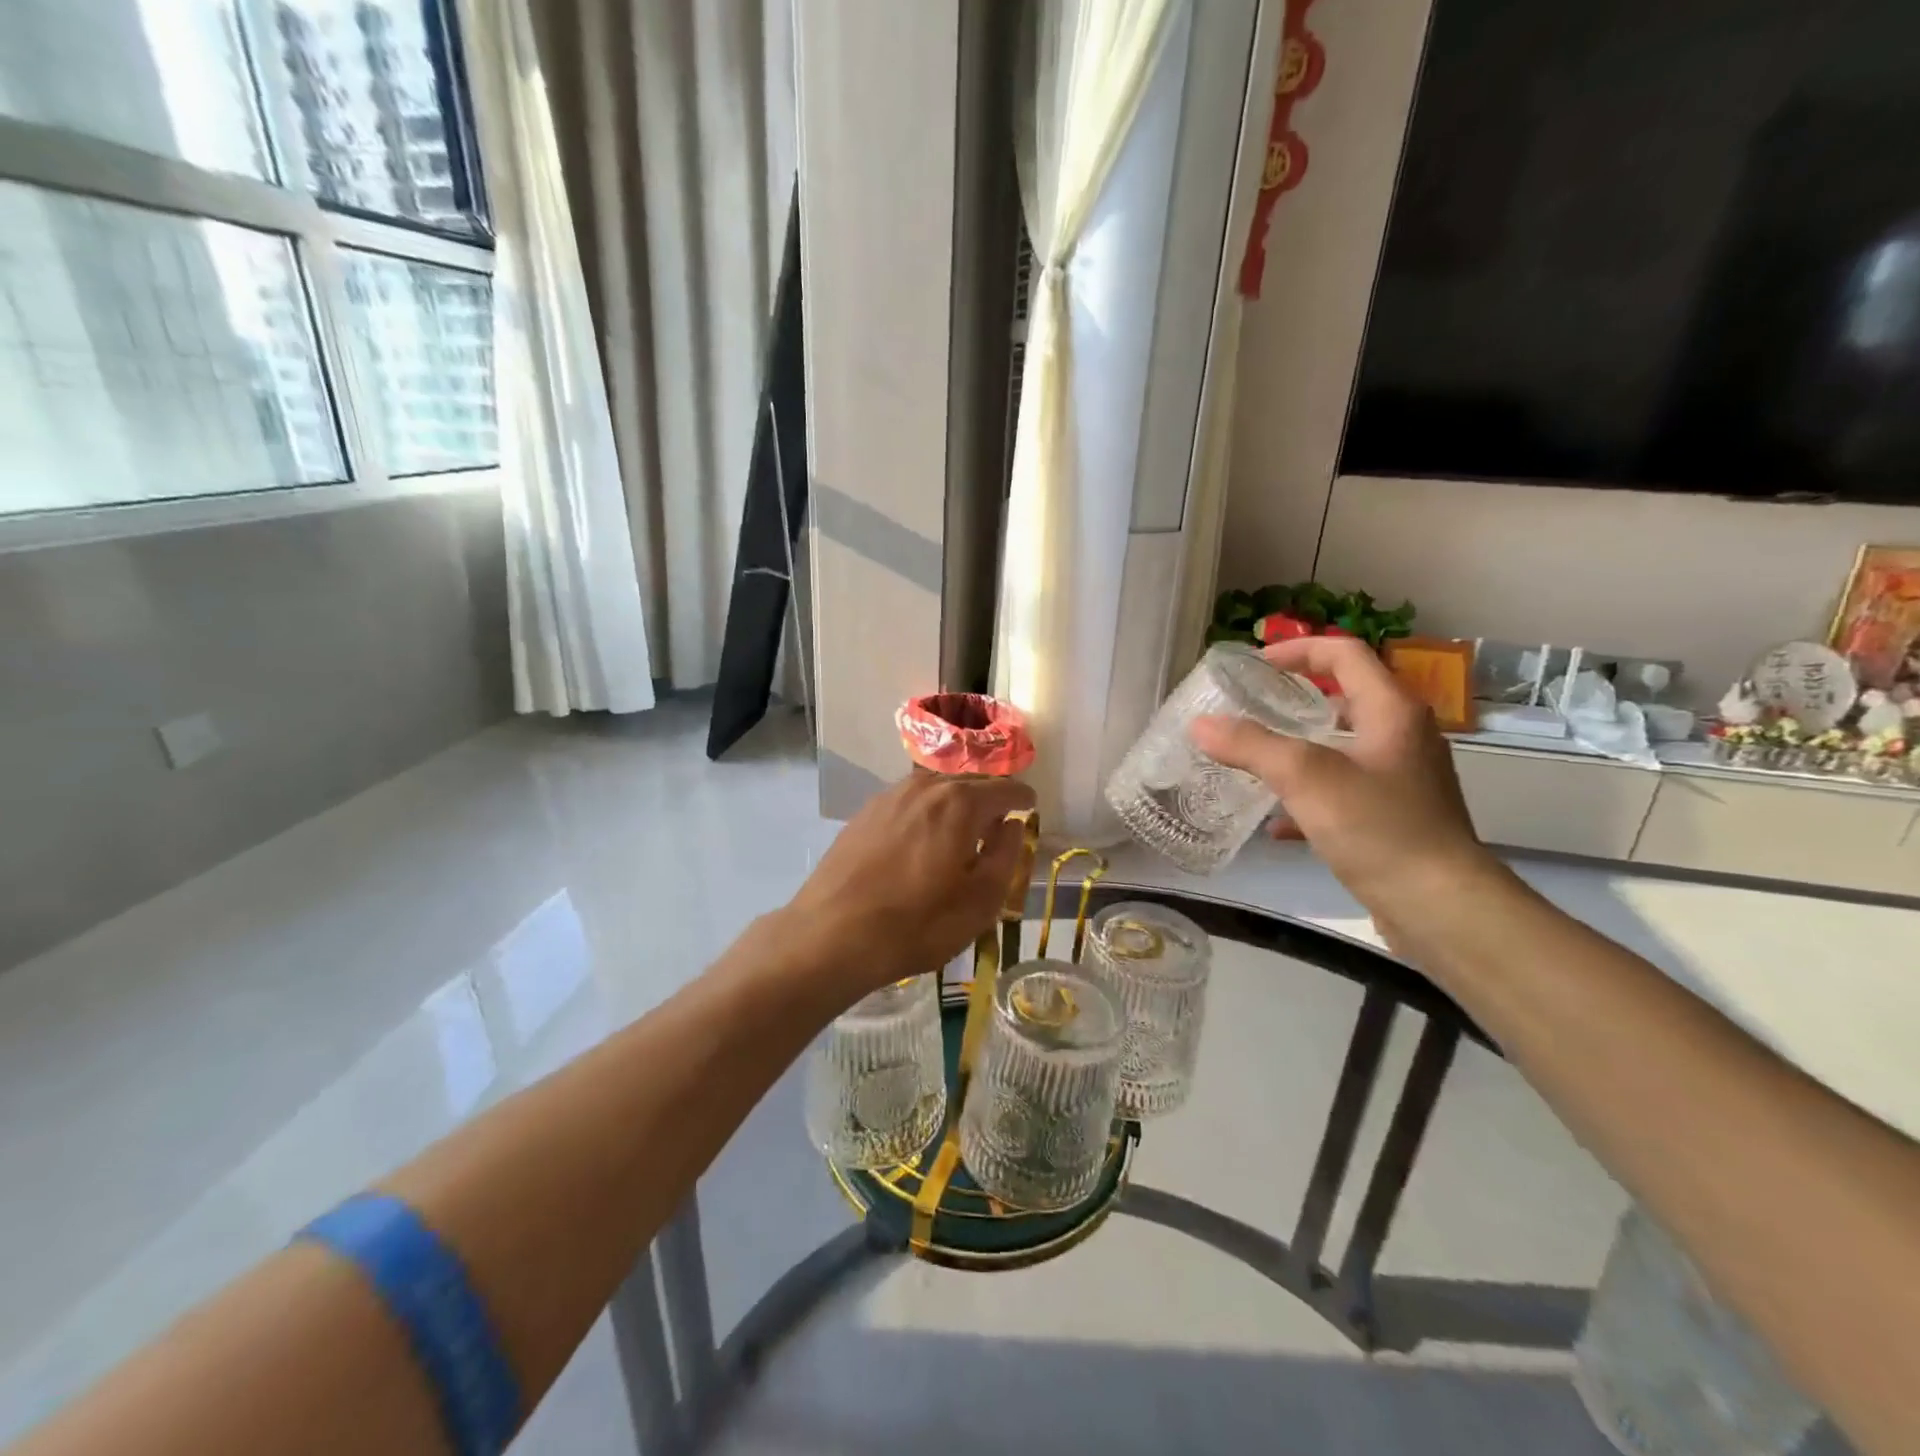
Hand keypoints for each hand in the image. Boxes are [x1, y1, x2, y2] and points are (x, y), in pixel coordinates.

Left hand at [785, 772, 1035, 994]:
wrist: (832, 934)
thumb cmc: (917, 923)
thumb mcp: (980, 901)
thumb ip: (1005, 856)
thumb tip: (1012, 825)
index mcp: (961, 803)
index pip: (1005, 788)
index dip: (1023, 797)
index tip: (1031, 807)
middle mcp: (925, 786)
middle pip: (969, 781)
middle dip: (989, 796)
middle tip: (999, 820)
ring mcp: (890, 796)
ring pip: (936, 788)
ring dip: (956, 802)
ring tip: (962, 829)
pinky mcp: (865, 813)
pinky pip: (909, 801)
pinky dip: (926, 811)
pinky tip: (923, 838)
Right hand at [1190, 637, 1492, 914]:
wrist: (1440, 906)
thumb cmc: (1378, 827)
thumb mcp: (1306, 778)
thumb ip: (1251, 745)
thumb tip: (1201, 724)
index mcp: (1391, 711)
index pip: (1344, 653)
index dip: (1297, 650)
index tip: (1253, 667)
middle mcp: (1402, 736)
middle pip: (1344, 697)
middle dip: (1293, 699)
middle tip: (1249, 709)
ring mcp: (1401, 778)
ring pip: (1341, 746)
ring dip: (1297, 748)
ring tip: (1254, 760)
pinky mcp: (1395, 816)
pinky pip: (1343, 790)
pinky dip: (1308, 795)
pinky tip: (1276, 823)